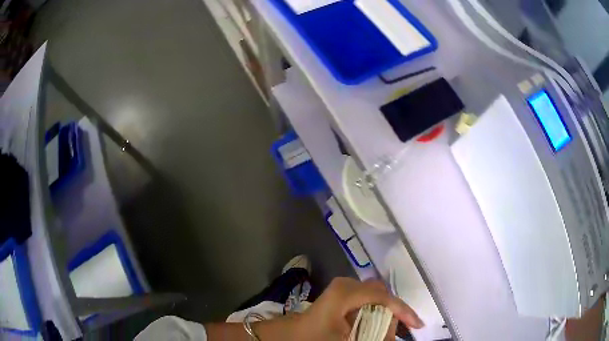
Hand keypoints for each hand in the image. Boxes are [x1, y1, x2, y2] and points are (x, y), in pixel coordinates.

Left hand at [294, 277, 423, 339]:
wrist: (291, 335)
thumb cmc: (315, 338)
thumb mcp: (347, 340)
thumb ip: (375, 336)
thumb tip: (395, 337)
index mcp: (346, 293)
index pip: (383, 297)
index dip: (403, 311)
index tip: (416, 325)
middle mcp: (346, 285)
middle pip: (381, 295)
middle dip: (393, 313)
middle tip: (400, 330)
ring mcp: (343, 288)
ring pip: (375, 297)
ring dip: (385, 313)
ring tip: (388, 331)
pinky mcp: (341, 295)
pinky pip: (366, 300)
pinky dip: (375, 312)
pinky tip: (375, 326)